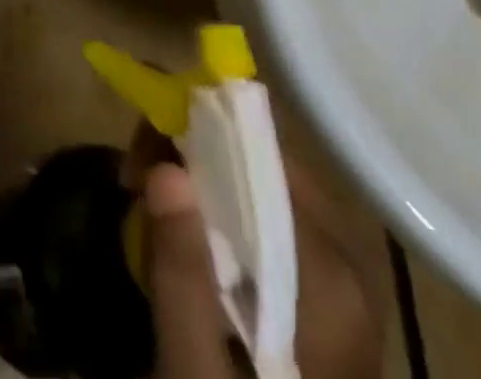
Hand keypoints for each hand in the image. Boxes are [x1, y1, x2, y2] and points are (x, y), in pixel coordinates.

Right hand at [128, 125, 383, 378]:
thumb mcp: (194, 375)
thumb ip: (181, 276)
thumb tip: (166, 168)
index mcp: (326, 273)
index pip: (260, 151)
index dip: (194, 127)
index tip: (138, 147)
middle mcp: (345, 261)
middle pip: (260, 161)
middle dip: (191, 151)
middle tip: (134, 177)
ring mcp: (339, 282)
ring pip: (260, 185)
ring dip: (199, 177)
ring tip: (149, 204)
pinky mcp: (324, 301)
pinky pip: (266, 221)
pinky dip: (220, 211)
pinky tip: (186, 240)